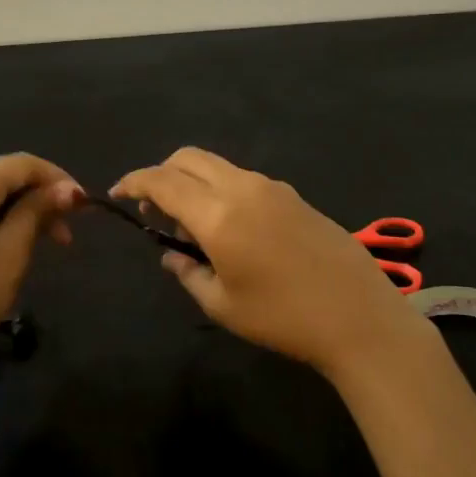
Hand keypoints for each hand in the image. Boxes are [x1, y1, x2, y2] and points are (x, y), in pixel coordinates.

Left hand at [0, 153, 84, 382]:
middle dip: (40, 197)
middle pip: (4, 176)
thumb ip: (38, 210)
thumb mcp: (12, 250)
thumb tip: (69, 189)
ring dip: (21, 210)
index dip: (58, 179)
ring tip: (44, 243)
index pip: (22, 164)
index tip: (84, 207)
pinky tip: (12, 244)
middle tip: (66, 235)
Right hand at [112, 147, 416, 377]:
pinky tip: (229, 228)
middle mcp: (241, 187)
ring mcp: (271, 187)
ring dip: (192, 182)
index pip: (162, 181)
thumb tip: (171, 256)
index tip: (116, 194)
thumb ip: (187, 273)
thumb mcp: (223, 305)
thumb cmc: (284, 318)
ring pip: (216, 165)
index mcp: (218, 214)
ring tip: (192, 227)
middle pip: (188, 158)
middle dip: (161, 175)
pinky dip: (220, 189)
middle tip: (153, 212)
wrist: (359, 317)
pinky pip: (242, 178)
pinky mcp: (292, 195)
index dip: (133, 182)